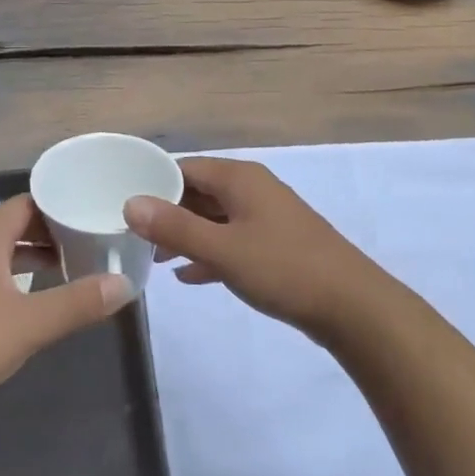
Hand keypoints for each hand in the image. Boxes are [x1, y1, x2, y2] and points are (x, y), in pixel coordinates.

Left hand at [0, 195, 134, 413]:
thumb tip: (125, 284)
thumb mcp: (29, 324)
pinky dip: (18, 279)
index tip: (92, 212)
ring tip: (72, 268)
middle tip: (92, 241)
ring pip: (3, 254)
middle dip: (52, 232)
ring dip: (35, 257)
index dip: (59, 205)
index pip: (26, 204)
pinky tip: (35, 300)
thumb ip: (77, 302)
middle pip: (15, 226)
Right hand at [123, 156, 383, 335]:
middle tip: (133, 235)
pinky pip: (231, 241)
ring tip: (155, 258)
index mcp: (239, 179)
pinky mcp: (275, 245)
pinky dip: (209, 253)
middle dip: (166, 212)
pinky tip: (188, 276)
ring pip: (214, 218)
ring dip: (186, 235)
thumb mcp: (222, 249)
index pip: (183, 168)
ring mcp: (266, 217)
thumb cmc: (284, 269)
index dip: (152, 183)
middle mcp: (252, 189)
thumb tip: (131, 203)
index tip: (122, 204)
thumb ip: (175, 227)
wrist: (353, 307)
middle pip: (198, 192)